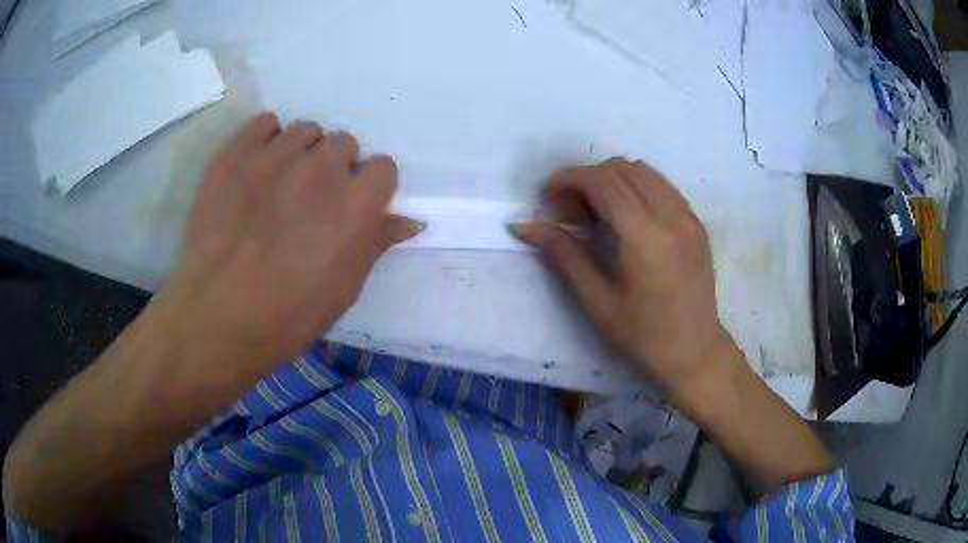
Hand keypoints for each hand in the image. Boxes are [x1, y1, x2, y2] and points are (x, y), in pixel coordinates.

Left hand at [152, 113, 422, 384]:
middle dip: (335, 169)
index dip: (369, 189)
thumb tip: (408, 221)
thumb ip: (376, 243)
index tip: (352, 208)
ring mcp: (274, 156)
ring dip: (302, 153)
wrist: (214, 319)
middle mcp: (320, 169)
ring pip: (305, 131)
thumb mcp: (343, 290)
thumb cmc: (286, 317)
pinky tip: (257, 167)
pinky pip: (264, 123)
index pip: (383, 168)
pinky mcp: (236, 153)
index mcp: (355, 204)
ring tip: (281, 185)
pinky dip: (266, 138)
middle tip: (311, 202)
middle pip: (344, 144)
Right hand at [515, 158, 735, 394]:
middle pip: (622, 168)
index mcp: (646, 236)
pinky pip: (662, 186)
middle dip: (588, 178)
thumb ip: (564, 255)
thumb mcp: (598, 301)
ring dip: (612, 179)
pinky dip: (636, 187)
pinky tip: (625, 216)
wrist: (695, 352)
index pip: (603, 182)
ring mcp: (689, 216)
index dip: (569, 179)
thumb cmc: (644, 336)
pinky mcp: (697, 223)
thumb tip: (526, 226)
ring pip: (644, 171)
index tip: (547, 195)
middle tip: (568, 209)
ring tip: (594, 210)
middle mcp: (671, 216)